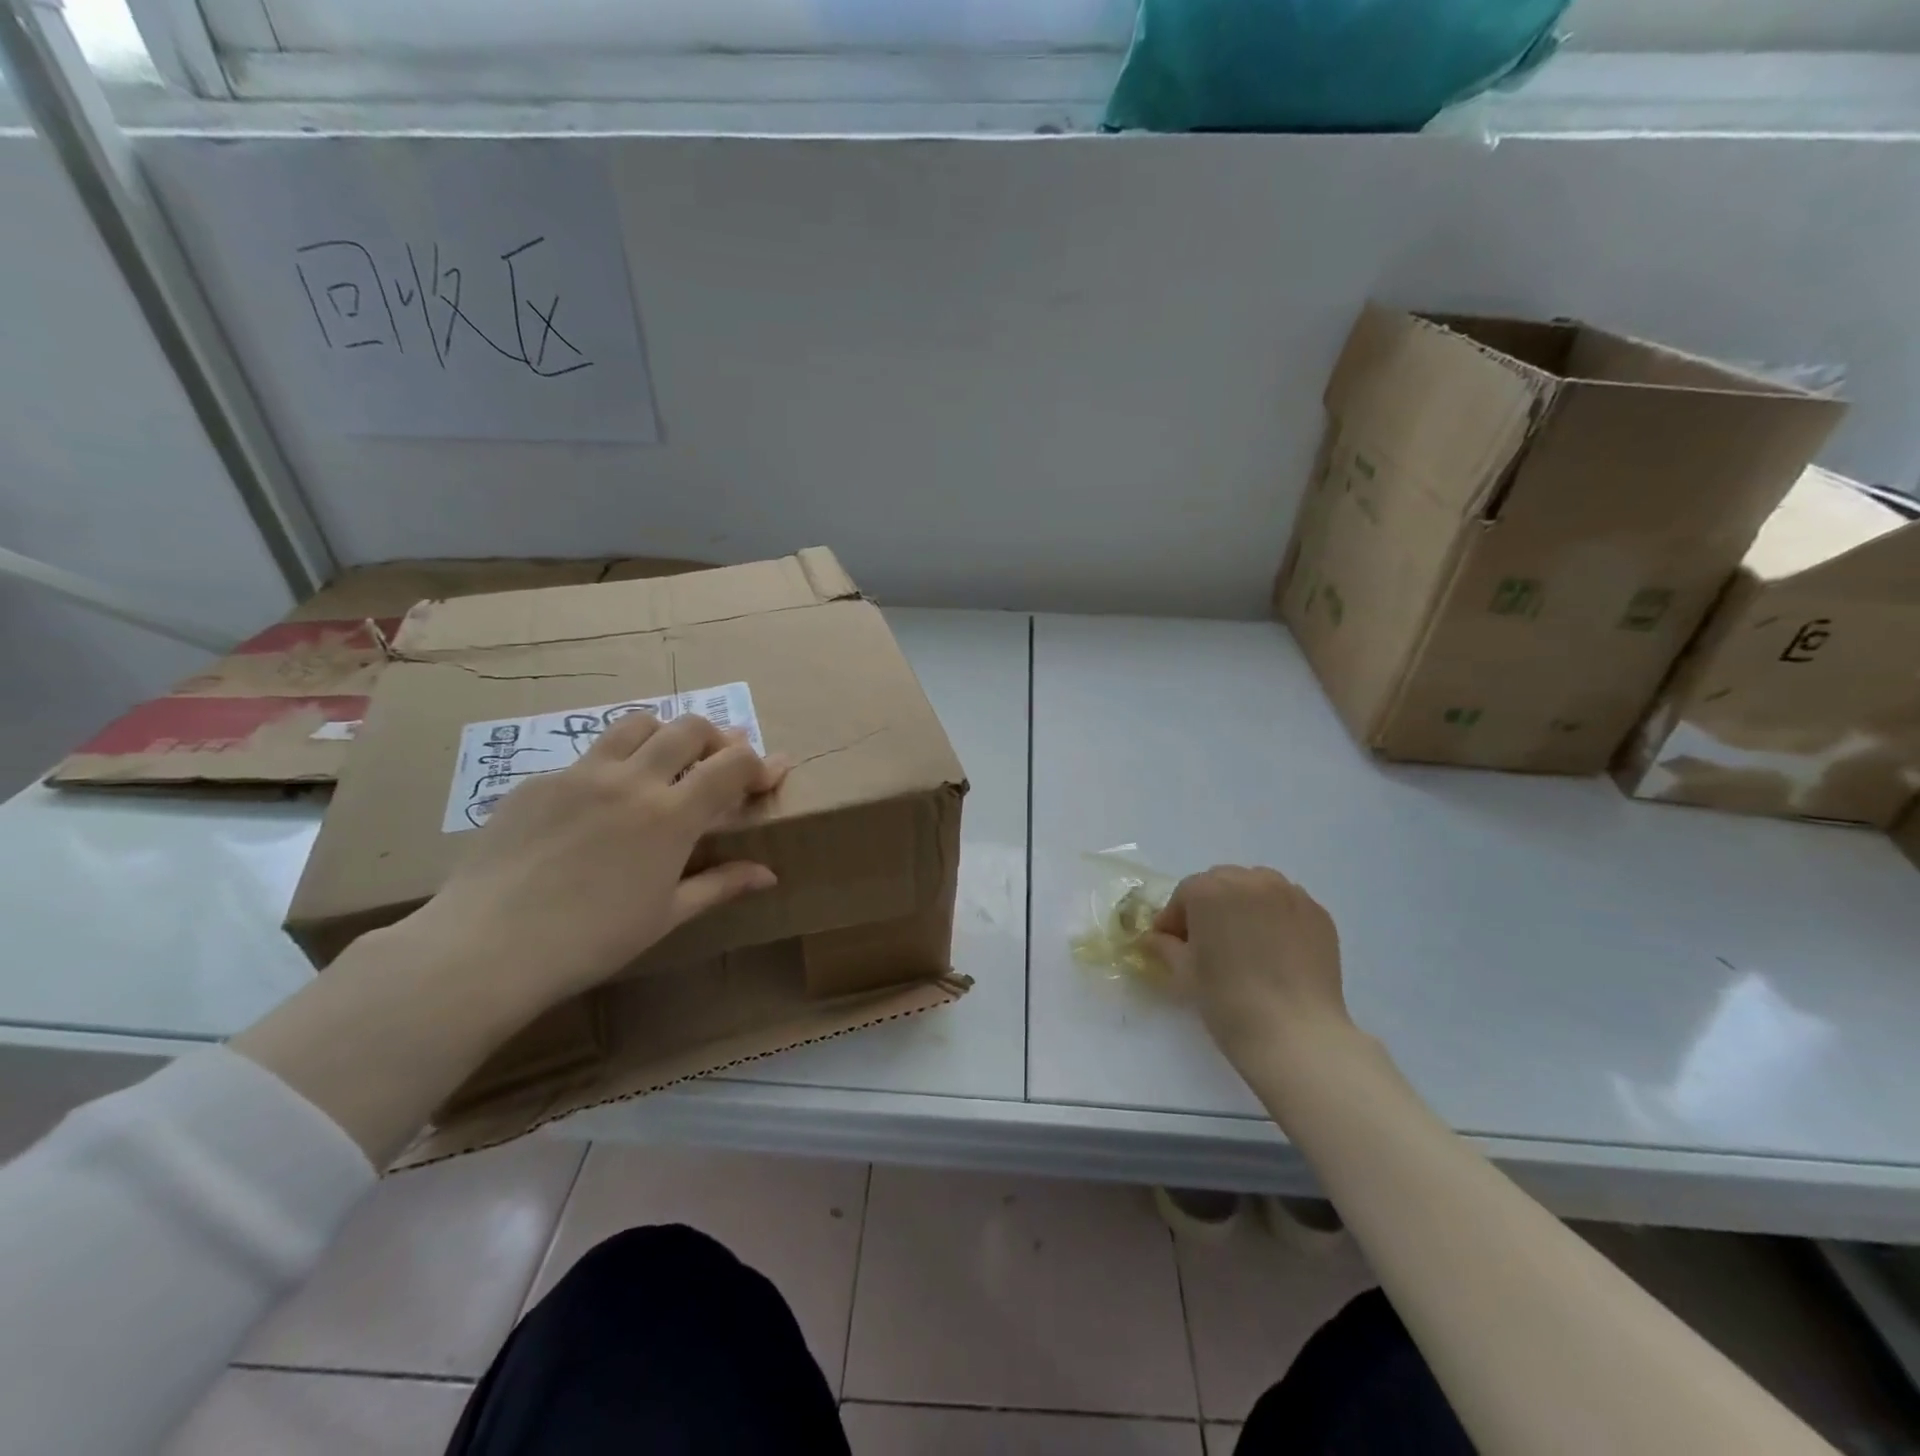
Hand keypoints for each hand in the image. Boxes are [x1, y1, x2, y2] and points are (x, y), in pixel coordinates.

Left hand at [403, 711, 788, 1016]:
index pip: (733, 764)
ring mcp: (580, 774)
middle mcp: (631, 779)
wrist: (486, 947)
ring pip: (636, 724)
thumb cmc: (591, 940)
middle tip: (719, 765)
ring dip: (663, 735)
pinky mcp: (537, 781)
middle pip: (689, 727)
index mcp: (671, 815)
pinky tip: (596, 807)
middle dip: (717, 739)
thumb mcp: (666, 915)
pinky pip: (587, 757)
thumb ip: (720, 884)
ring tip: (663, 765)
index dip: (759, 763)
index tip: (769, 773)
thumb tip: (767, 874)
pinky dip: (610, 767)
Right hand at [1145, 865, 1351, 1073]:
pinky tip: (1274, 950)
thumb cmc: (1228, 1001)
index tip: (1173, 945)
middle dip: (1210, 907)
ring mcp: (1289, 894)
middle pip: (1221, 883)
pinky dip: (1275, 917)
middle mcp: (1250, 881)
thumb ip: (1165, 947)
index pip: (1184, 895)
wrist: (1296, 1035)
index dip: (1175, 921)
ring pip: (1256, 888)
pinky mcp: (1318, 914)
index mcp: (1210, 890)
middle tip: (1208, 943)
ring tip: (1244, 942)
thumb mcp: (1185, 973)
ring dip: (1244, 906)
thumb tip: (1155, 939)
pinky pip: (1286, 905)